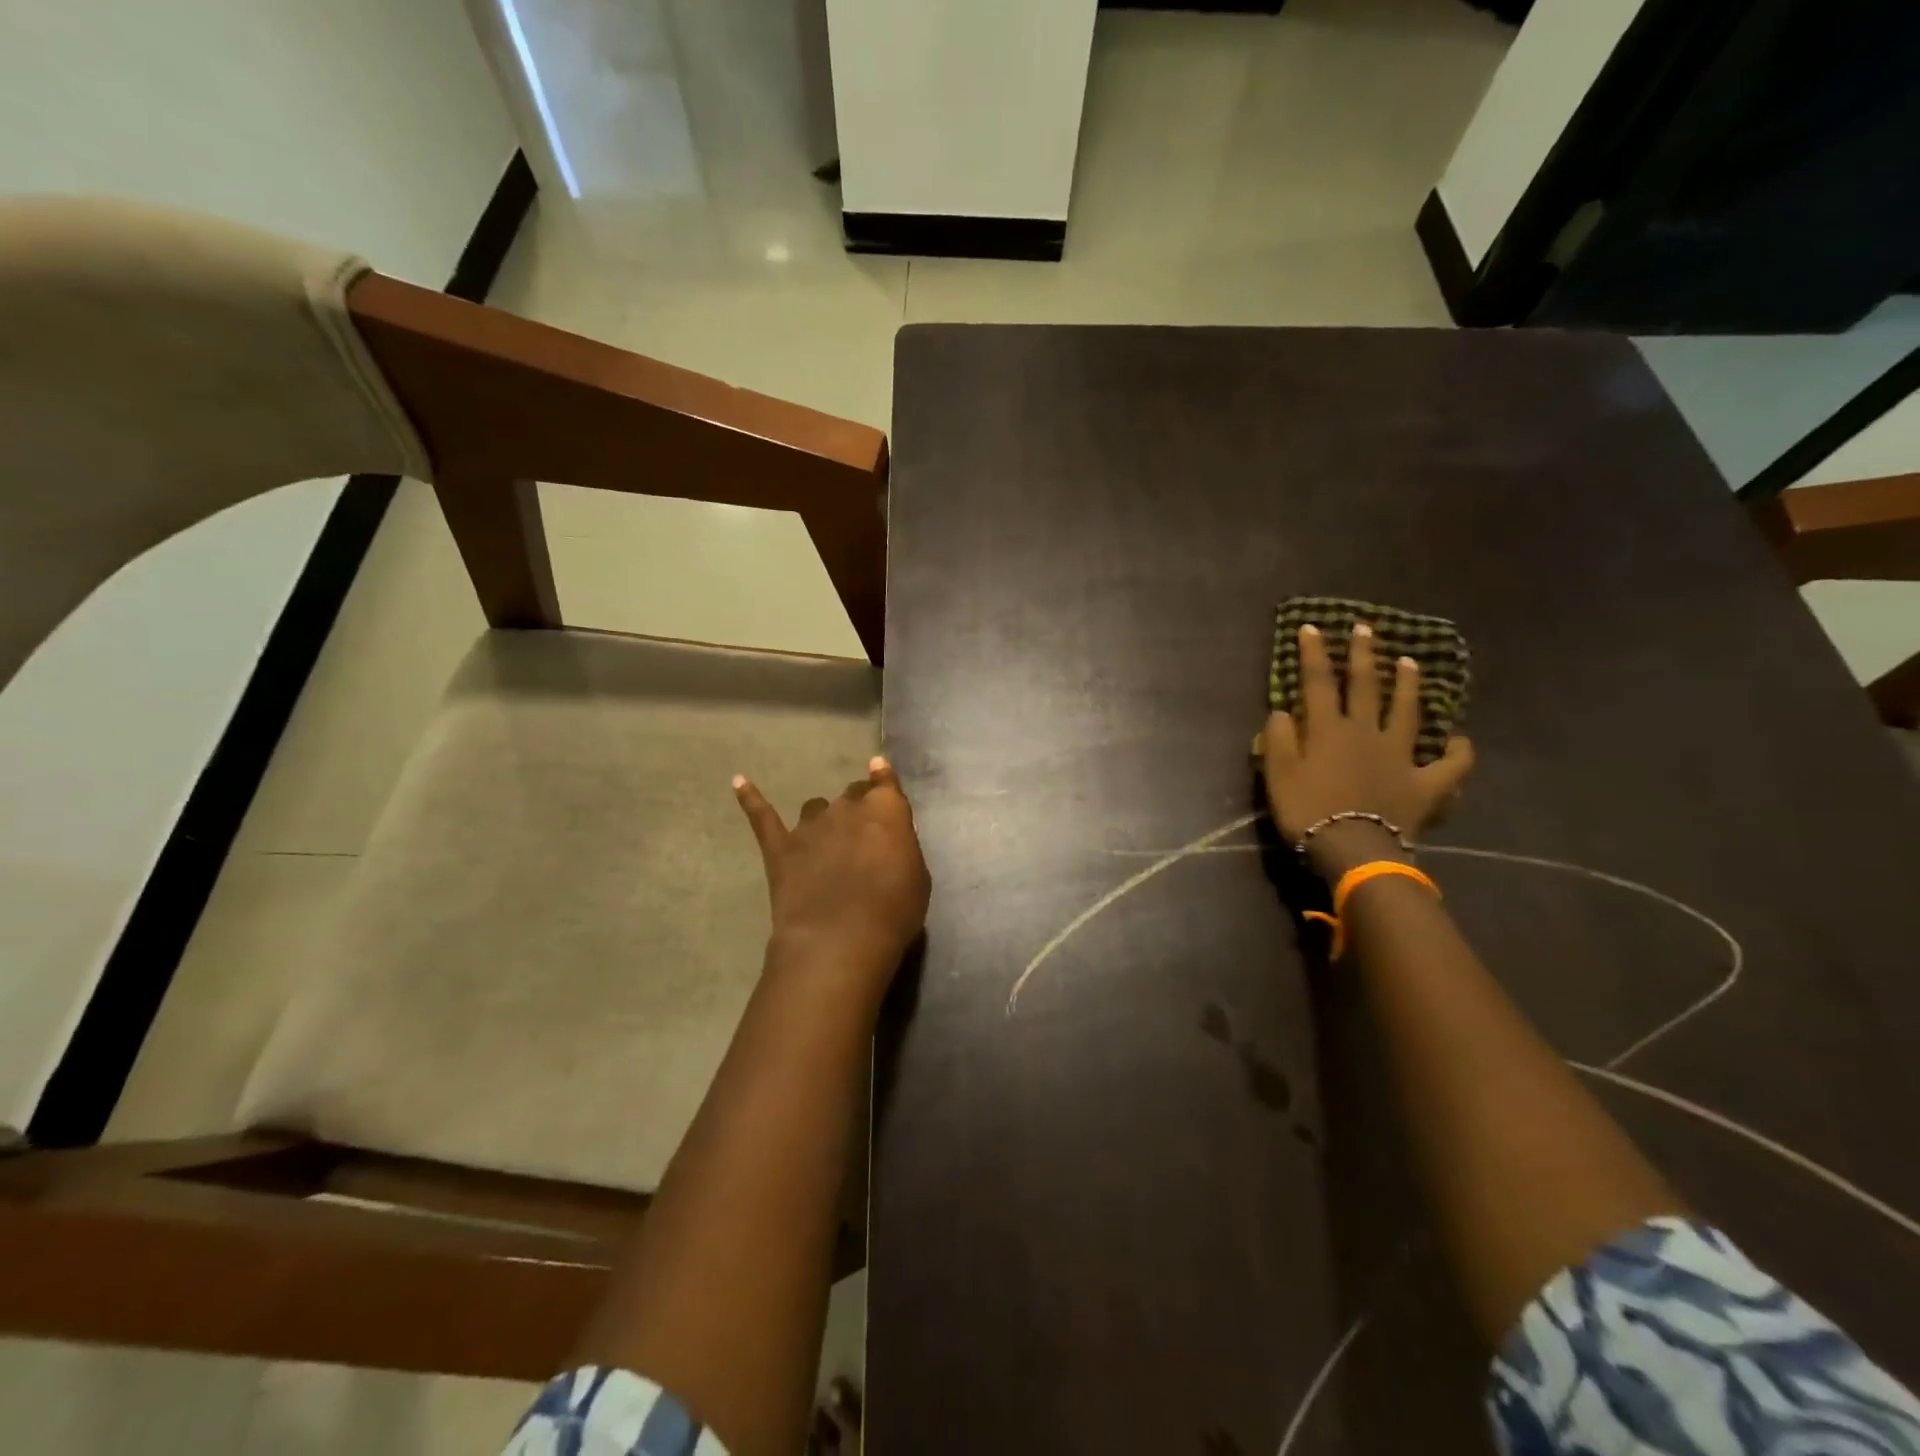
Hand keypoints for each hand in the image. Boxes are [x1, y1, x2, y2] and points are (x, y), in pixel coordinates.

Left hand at [734, 756, 931, 992]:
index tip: (879, 768)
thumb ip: (901, 848)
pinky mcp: (780, 847)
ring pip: (815, 807)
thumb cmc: (892, 912)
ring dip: (823, 818)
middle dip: (858, 807)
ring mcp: (809, 826)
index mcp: (885, 811)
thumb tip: (889, 838)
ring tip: (826, 839)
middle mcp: (846, 808)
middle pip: (852, 794)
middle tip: (862, 833)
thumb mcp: (916, 878)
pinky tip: (739, 782)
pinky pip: (762, 816)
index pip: (885, 784)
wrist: (839, 940)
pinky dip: (750, 798)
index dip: (883, 778)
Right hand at [1260, 622, 1473, 875]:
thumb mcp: (1278, 775)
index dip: (1313, 654)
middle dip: (1363, 655)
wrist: (1354, 848)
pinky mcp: (1426, 784)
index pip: (1318, 683)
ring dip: (1408, 686)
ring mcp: (1401, 756)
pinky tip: (1459, 741)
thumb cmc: (1308, 811)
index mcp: (1329, 730)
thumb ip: (1279, 739)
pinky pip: (1450, 765)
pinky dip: (1458, 752)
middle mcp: (1367, 733)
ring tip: (1411, 663)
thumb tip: (1283, 712)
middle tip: (1365, 629)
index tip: (1312, 628)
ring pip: (1408, 713)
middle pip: (1365, 687)